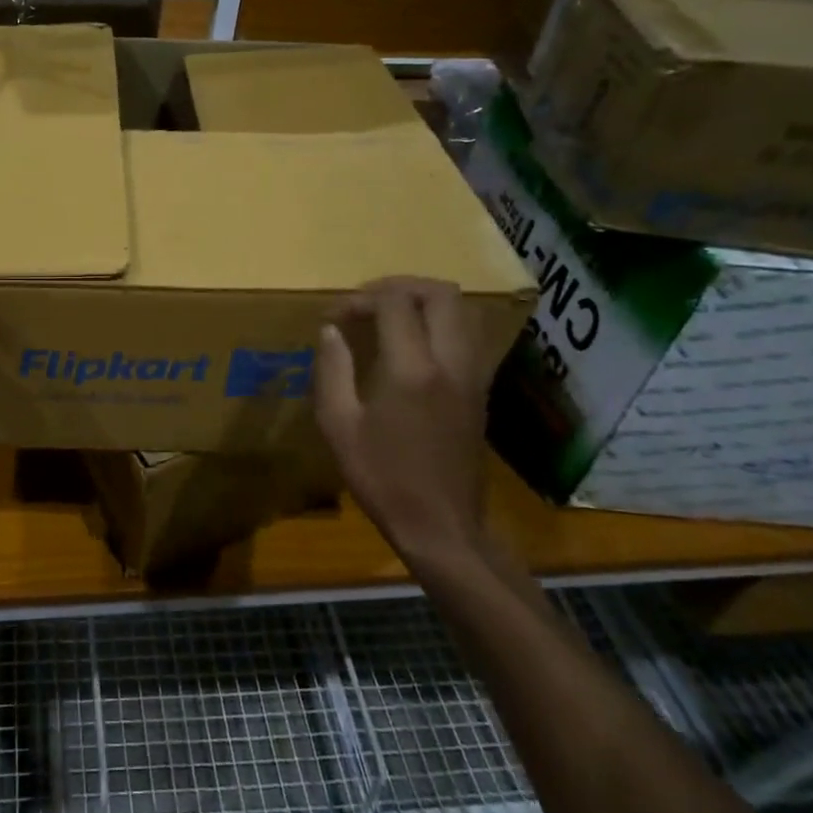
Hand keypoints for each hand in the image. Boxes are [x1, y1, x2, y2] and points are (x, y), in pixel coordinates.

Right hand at [314, 276, 490, 567]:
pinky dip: (442, 323)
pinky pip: (470, 335)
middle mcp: (451, 363)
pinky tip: (414, 344)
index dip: (361, 298)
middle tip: (368, 302)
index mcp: (412, 370)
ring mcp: (473, 376)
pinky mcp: (480, 391)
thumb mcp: (339, 426)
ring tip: (391, 315)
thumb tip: (331, 331)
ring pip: (464, 311)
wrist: (441, 526)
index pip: (395, 303)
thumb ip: (332, 370)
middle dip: (401, 286)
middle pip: (441, 294)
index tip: (336, 317)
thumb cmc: (382, 478)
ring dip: (426, 301)